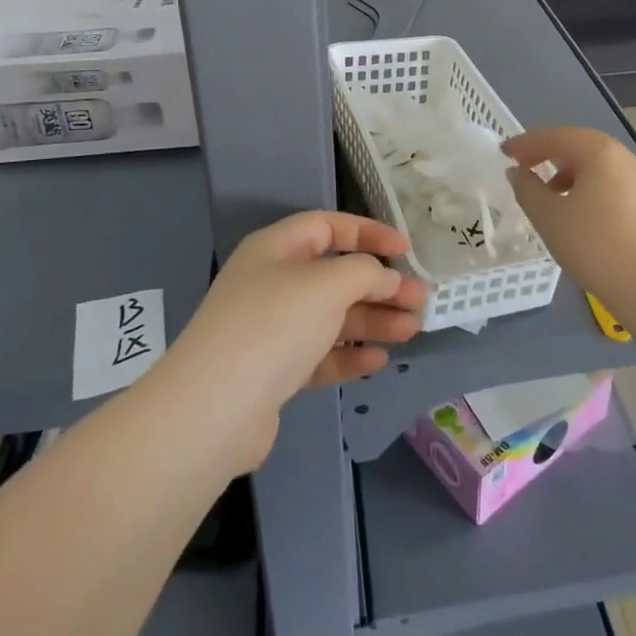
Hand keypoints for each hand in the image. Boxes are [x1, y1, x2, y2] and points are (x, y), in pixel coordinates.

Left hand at [154, 211, 426, 471]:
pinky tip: (378, 362)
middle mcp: (273, 283)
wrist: (214, 409)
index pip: (329, 227)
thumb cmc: (274, 325)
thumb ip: (365, 272)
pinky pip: (320, 355)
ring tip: (413, 329)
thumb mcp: (327, 284)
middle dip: (380, 285)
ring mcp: (272, 329)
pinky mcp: (274, 372)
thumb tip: (386, 276)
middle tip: (421, 299)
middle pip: (336, 275)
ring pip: (332, 317)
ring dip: (373, 321)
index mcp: (277, 249)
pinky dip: (349, 356)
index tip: (406, 248)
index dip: (369, 233)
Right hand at [503, 127, 635, 307]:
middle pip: (577, 144)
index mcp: (598, 151)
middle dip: (547, 153)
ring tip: (546, 192)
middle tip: (522, 165)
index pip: (554, 137)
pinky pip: (608, 180)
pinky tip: (574, 208)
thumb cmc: (594, 244)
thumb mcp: (548, 216)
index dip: (525, 143)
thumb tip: (518, 172)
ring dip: (566, 169)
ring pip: (594, 163)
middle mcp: (621, 156)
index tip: (504, 152)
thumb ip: (527, 188)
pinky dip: (585, 184)